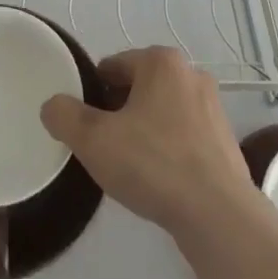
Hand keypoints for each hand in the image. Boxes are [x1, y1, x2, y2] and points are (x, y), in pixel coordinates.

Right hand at [40, 46, 255, 241]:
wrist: (219, 217)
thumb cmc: (154, 165)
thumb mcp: (94, 140)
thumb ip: (65, 116)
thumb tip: (53, 106)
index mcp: (161, 61)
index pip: (113, 66)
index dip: (93, 95)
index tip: (86, 126)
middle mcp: (191, 73)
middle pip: (138, 88)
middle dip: (119, 113)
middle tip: (105, 148)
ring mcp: (213, 108)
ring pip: (162, 113)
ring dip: (144, 132)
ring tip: (131, 168)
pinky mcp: (225, 141)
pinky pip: (183, 137)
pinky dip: (168, 151)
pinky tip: (159, 182)